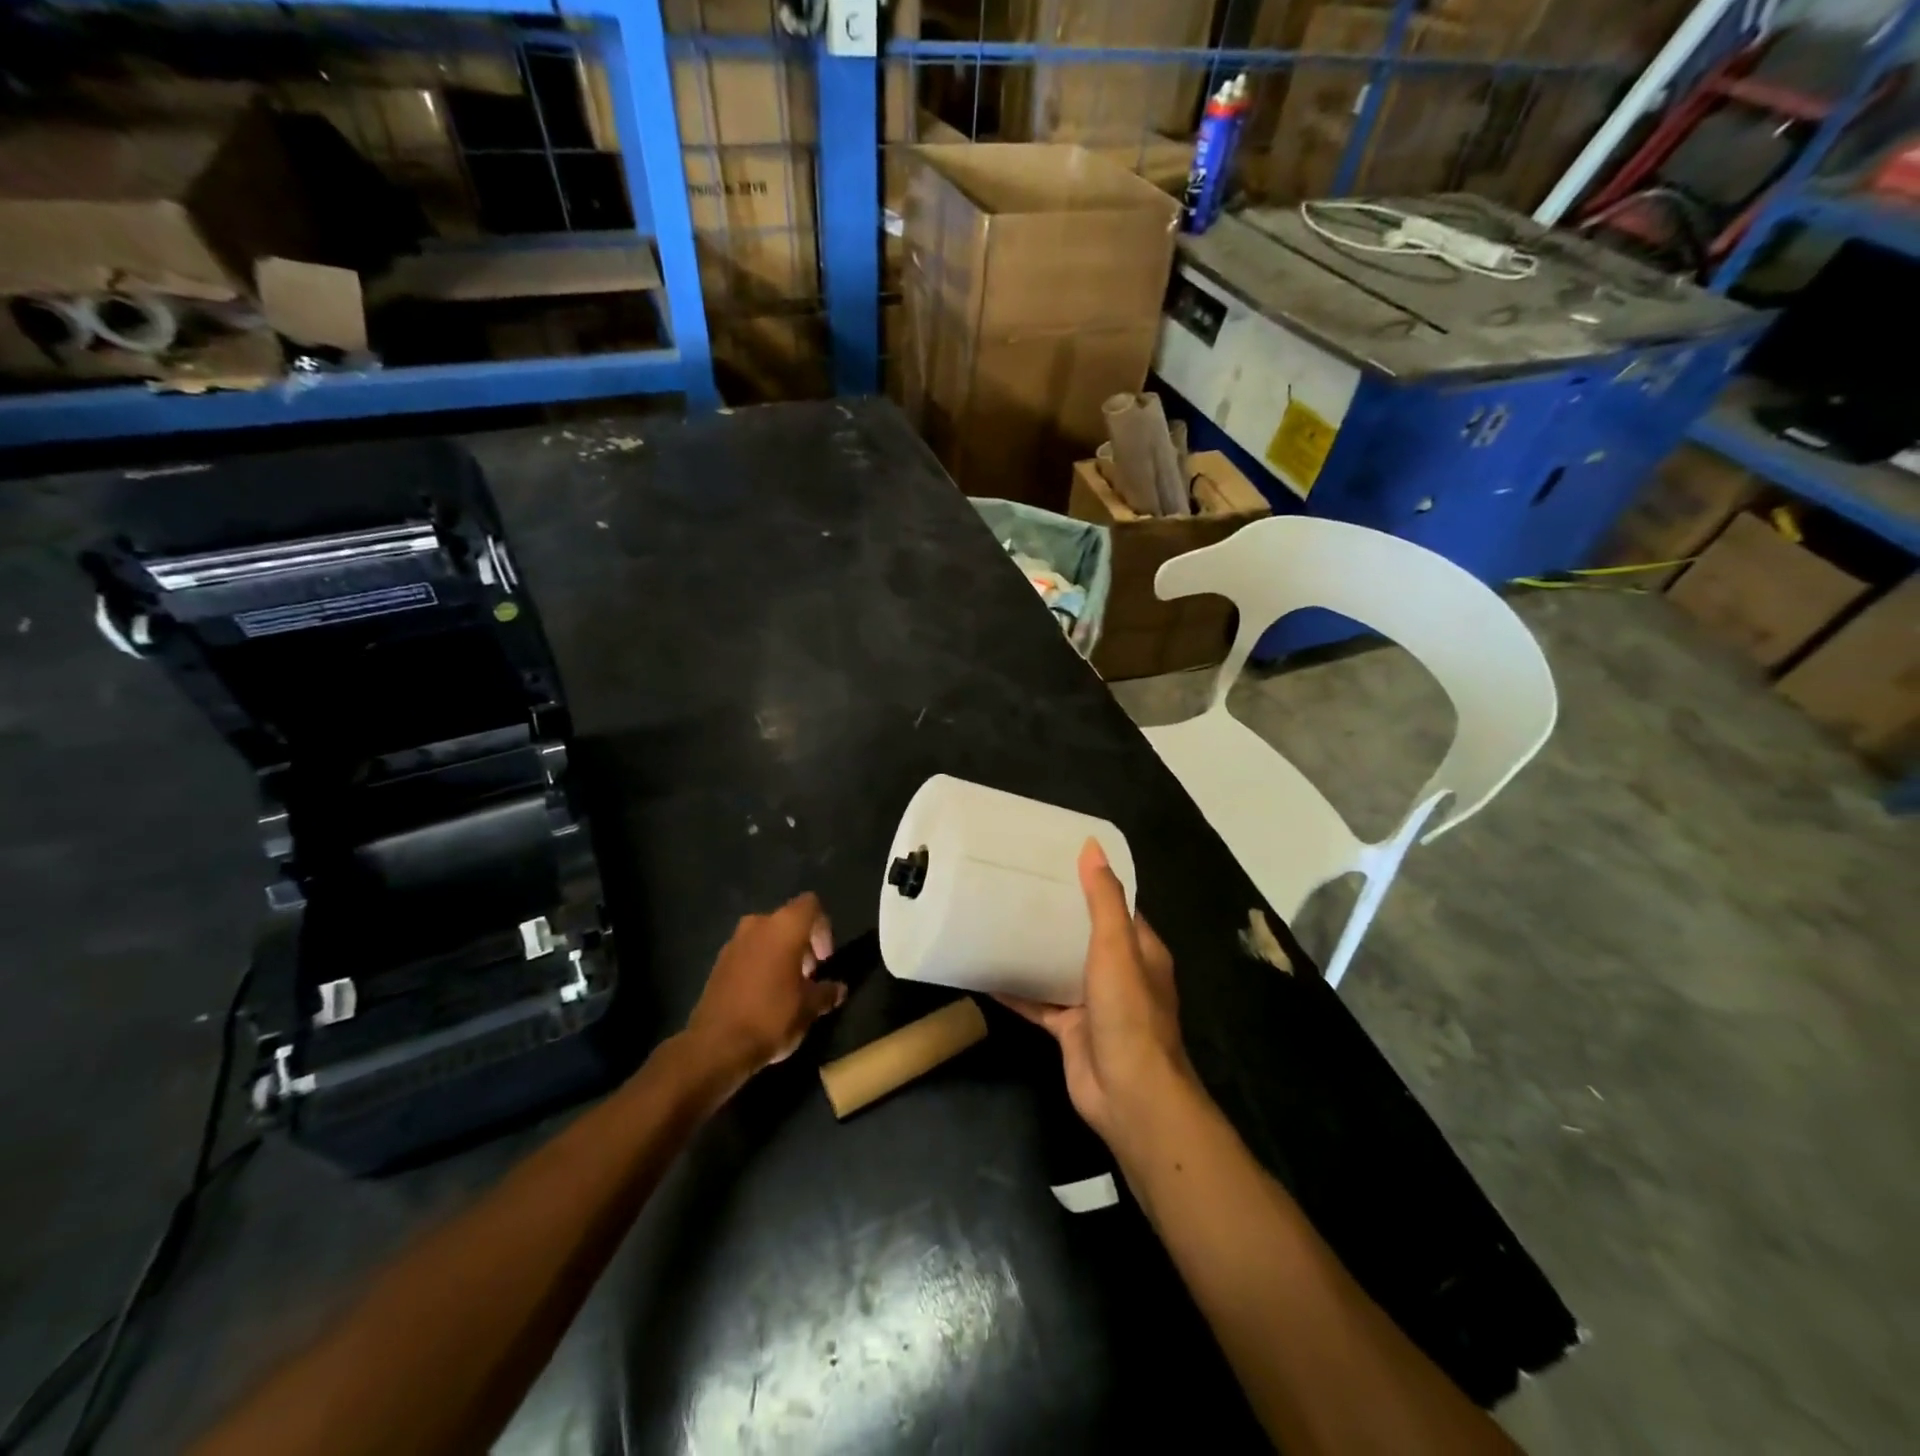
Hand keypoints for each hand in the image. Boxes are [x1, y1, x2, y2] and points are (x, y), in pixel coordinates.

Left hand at [686, 893, 845, 1079]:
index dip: (823, 928)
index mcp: (784, 927)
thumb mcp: (809, 1008)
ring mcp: (733, 942)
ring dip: (780, 954)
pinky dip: (760, 965)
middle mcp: (757, 924)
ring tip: (787, 988)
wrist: (715, 1045)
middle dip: (802, 944)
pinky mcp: (718, 963)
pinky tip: (764, 996)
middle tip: (809, 976)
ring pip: (766, 937)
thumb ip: (827, 992)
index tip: (824, 960)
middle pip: (788, 921)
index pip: (811, 905)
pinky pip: (748, 953)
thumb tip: (839, 989)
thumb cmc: (771, 1016)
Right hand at [998, 840, 1194, 1149]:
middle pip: (1082, 935)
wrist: (1128, 1095)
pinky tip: (986, 973)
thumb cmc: (1128, 1014)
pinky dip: (1017, 990)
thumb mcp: (1116, 948)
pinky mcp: (1070, 1029)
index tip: (1054, 861)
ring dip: (1034, 950)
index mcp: (1139, 950)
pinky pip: (1039, 1002)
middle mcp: (1118, 973)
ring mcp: (1093, 1003)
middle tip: (1015, 887)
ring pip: (1058, 968)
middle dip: (1054, 915)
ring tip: (997, 919)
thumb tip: (1091, 847)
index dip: (1088, 883)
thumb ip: (1103, 900)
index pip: (1115, 906)